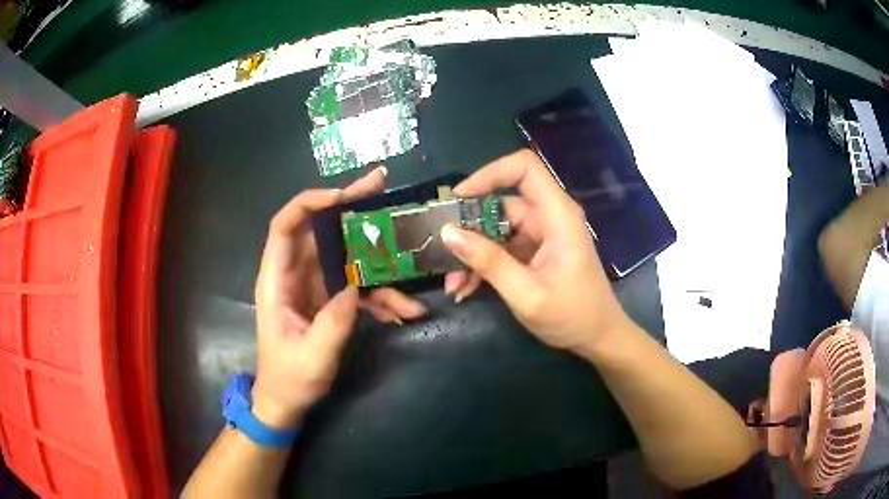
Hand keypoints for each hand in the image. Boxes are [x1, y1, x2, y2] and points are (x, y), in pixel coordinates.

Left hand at [251, 168, 427, 427]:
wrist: (286, 402)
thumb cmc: (288, 380)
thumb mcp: (311, 357)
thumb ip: (333, 323)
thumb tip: (355, 287)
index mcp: (277, 282)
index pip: (284, 227)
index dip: (309, 204)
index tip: (343, 197)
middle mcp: (294, 275)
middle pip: (318, 229)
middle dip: (350, 208)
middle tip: (380, 185)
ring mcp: (314, 286)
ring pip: (343, 254)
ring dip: (374, 252)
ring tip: (408, 250)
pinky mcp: (329, 299)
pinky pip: (356, 285)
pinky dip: (380, 294)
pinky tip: (405, 309)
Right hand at [441, 149, 630, 357]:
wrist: (598, 337)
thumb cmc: (572, 316)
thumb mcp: (526, 294)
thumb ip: (489, 262)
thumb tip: (448, 233)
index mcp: (557, 215)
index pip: (524, 168)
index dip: (489, 174)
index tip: (457, 198)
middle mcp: (549, 216)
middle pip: (501, 202)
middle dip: (469, 228)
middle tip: (443, 255)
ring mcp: (541, 234)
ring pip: (495, 228)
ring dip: (472, 253)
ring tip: (454, 285)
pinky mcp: (535, 250)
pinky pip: (501, 247)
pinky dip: (483, 264)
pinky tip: (466, 288)